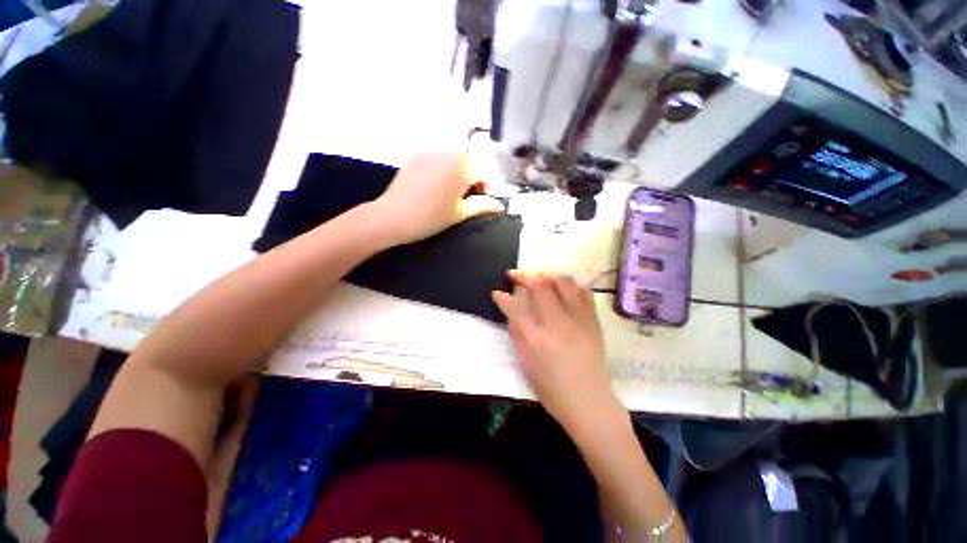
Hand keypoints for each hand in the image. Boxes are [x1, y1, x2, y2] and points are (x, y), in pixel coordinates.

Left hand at [371, 151, 504, 245]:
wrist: (392, 217)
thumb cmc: (430, 217)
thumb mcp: (460, 213)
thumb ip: (482, 206)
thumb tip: (499, 206)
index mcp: (462, 165)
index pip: (486, 171)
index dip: (489, 187)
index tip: (485, 201)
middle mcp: (448, 152)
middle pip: (471, 162)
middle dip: (475, 178)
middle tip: (469, 198)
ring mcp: (430, 151)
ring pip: (455, 159)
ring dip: (460, 172)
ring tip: (453, 193)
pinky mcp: (416, 156)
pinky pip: (438, 159)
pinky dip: (444, 169)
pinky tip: (437, 187)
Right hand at [492, 271, 622, 432]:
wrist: (590, 402)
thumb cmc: (553, 390)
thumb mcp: (526, 365)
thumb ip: (517, 334)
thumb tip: (511, 312)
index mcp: (538, 339)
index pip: (516, 307)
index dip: (503, 297)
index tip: (496, 293)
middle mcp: (559, 323)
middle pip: (540, 285)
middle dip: (523, 275)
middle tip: (514, 275)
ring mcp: (579, 319)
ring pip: (563, 281)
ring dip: (546, 274)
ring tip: (537, 278)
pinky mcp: (593, 320)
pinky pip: (583, 291)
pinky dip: (569, 284)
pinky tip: (561, 287)